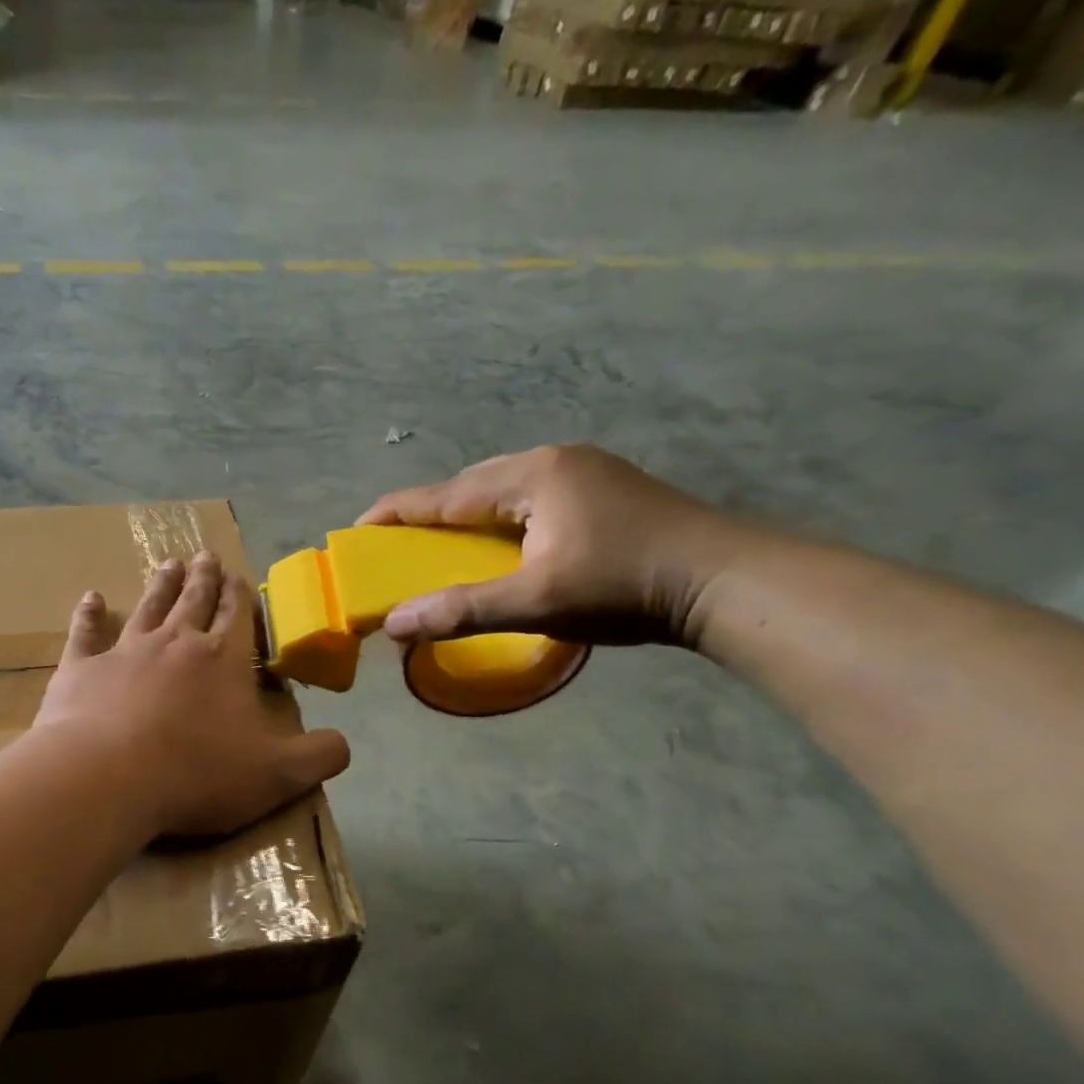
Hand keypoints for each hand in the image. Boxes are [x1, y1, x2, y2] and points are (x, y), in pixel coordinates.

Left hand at [33, 552, 351, 838]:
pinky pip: (86, 633)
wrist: (107, 777)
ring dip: (161, 585)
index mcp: (223, 660)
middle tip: (206, 556)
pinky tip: (90, 597)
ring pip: (148, 607)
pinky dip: (89, 614)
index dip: (241, 596)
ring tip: (170, 564)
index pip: (237, 616)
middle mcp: (176, 643)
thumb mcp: (279, 775)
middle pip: (194, 601)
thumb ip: (319, 757)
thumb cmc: (198, 774)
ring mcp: (125, 652)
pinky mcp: (81, 670)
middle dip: (204, 579)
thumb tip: (344, 744)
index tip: (238, 575)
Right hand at [358, 443, 754, 648]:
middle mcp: (555, 461)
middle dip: (431, 511)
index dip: (399, 512)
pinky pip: (530, 498)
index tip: (358, 528)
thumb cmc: (623, 587)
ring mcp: (585, 472)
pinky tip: (501, 541)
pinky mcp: (605, 491)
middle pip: (473, 484)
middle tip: (399, 542)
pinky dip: (500, 518)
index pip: (447, 493)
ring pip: (504, 489)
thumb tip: (394, 623)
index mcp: (533, 476)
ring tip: (444, 543)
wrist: (725, 583)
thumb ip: (462, 611)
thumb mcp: (535, 602)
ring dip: (468, 514)